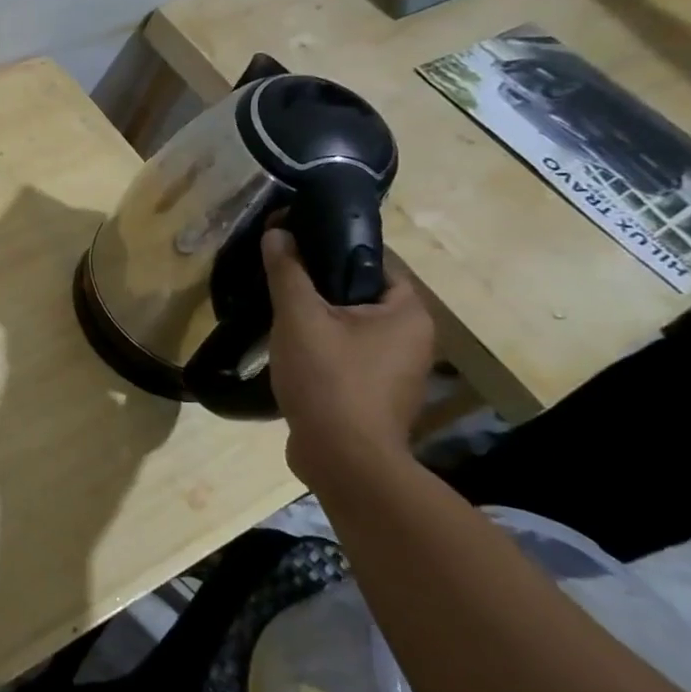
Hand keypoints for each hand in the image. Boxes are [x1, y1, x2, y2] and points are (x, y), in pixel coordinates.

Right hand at [263, 226, 434, 488]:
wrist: (343, 460)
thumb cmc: (329, 379)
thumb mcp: (299, 317)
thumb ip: (288, 271)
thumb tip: (277, 231)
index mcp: (408, 313)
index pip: (375, 261)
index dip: (334, 248)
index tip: (294, 245)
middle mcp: (413, 339)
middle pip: (360, 294)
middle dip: (320, 286)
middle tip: (279, 278)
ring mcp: (396, 370)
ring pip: (351, 327)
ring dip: (318, 318)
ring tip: (278, 311)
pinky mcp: (375, 394)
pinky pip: (347, 354)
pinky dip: (321, 347)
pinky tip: (289, 349)